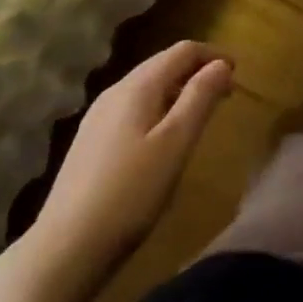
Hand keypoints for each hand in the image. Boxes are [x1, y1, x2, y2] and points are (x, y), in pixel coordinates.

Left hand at [21, 41, 232, 290]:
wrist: (64, 250)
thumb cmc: (130, 194)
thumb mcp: (176, 143)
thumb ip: (200, 98)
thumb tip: (222, 64)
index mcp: (138, 86)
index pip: (182, 51)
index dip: (213, 55)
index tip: (238, 73)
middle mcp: (115, 91)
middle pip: (163, 64)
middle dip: (197, 71)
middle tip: (226, 93)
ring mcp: (98, 117)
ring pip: (147, 87)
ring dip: (178, 90)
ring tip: (200, 114)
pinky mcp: (90, 142)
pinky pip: (133, 108)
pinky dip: (159, 109)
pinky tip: (164, 138)